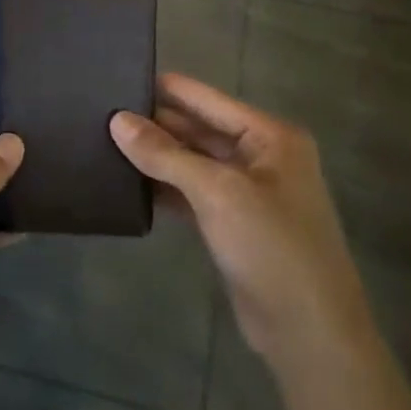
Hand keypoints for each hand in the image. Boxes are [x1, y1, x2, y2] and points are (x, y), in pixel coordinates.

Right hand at [110, 73, 376, 386]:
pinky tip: (128, 183)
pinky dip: (165, 188)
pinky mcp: (233, 224)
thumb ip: (165, 154)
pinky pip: (192, 193)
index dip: (165, 88)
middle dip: (155, 123)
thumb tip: (117, 120)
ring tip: (104, 141)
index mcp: (270, 136)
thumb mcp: (217, 192)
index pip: (207, 99)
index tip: (118, 76)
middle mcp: (261, 157)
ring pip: (193, 163)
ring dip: (156, 157)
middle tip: (101, 112)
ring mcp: (248, 192)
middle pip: (199, 129)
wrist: (308, 333)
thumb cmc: (271, 246)